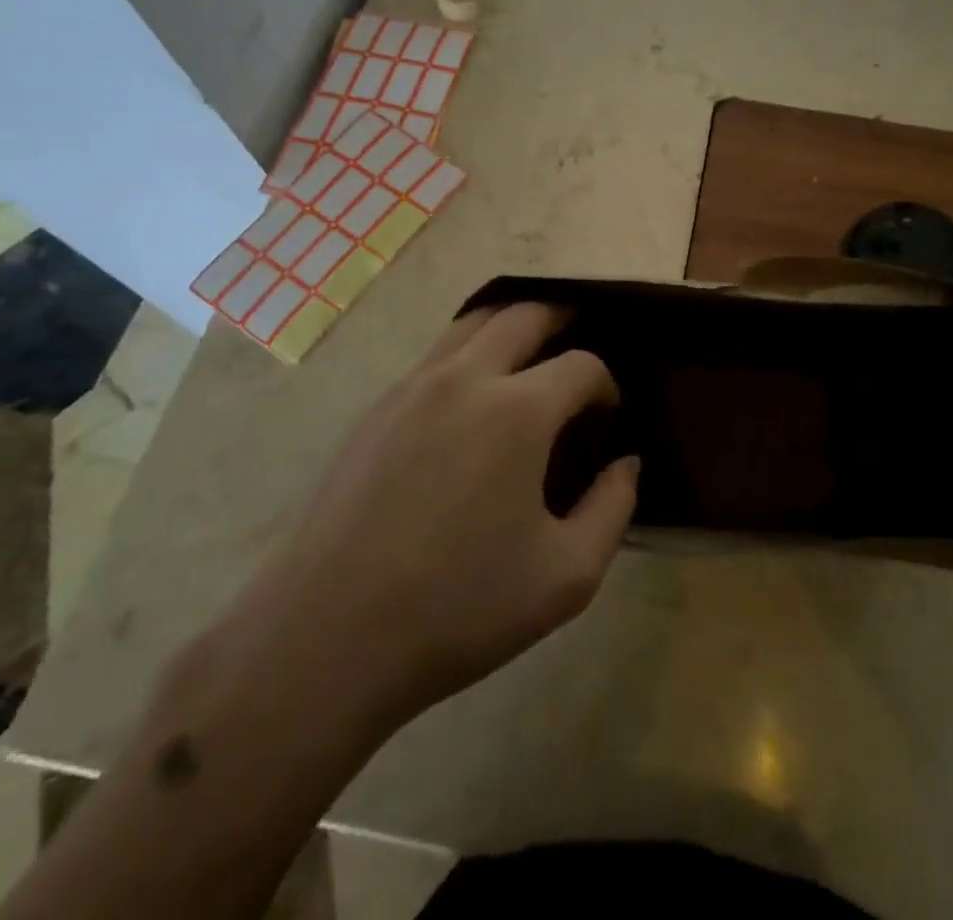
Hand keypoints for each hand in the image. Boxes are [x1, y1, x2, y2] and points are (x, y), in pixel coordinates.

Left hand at [244, 303, 637, 734]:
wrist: (327, 639)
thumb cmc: (459, 609)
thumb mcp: (567, 576)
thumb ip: (613, 508)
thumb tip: (626, 463)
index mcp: (518, 411)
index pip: (582, 365)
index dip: (606, 384)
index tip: (609, 415)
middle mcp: (465, 378)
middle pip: (525, 313)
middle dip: (564, 318)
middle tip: (582, 343)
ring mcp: (412, 387)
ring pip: (473, 321)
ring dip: (512, 324)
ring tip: (533, 354)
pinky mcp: (377, 408)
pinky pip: (436, 355)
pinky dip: (470, 351)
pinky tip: (475, 397)